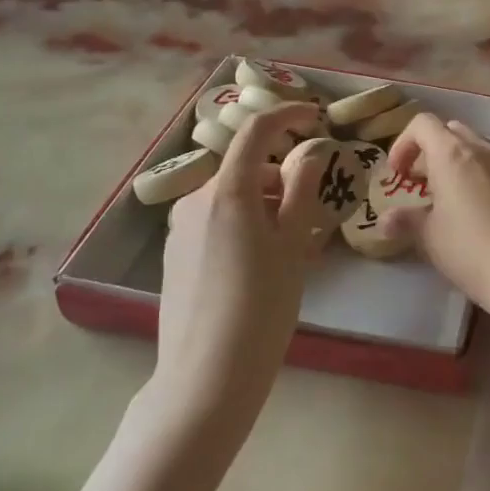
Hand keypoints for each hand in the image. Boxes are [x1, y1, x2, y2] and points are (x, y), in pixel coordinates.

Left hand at [155, 103, 331, 393]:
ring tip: (293, 245)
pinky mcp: (174, 254)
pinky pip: (216, 222)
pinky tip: (262, 263)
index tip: (315, 116)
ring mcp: (180, 227)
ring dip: (264, 205)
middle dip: (282, 178)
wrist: (207, 375)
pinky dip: (244, 225)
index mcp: (228, 191)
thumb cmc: (263, 305)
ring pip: (232, 198)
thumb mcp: (294, 244)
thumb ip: (303, 189)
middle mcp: (196, 199)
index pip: (256, 131)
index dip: (286, 115)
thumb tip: (310, 151)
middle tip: (315, 211)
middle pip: (247, 170)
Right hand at [383, 113, 489, 299]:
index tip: (397, 174)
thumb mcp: (429, 236)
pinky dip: (478, 176)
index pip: (423, 124)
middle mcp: (481, 149)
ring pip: (475, 147)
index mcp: (451, 153)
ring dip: (456, 162)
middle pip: (450, 131)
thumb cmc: (469, 247)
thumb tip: (385, 220)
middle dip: (430, 150)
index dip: (403, 143)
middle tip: (421, 183)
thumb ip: (406, 221)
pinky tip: (475, 211)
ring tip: (447, 198)